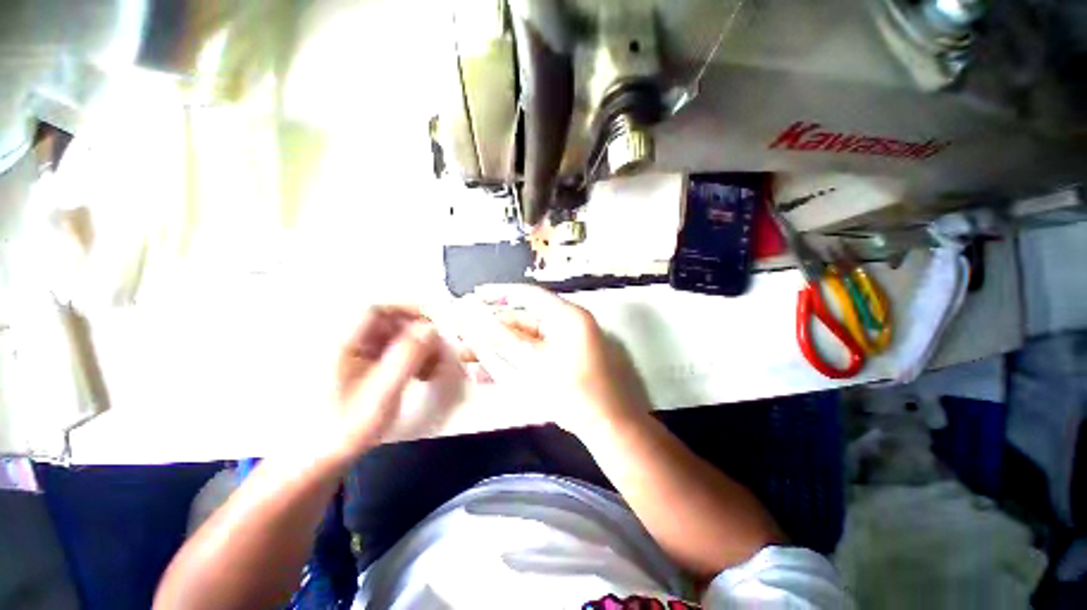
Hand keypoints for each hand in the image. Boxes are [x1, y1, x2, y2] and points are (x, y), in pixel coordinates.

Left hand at [330, 307, 440, 459]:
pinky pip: (392, 353)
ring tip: (432, 370)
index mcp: (343, 343)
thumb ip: (406, 358)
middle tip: (439, 354)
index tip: (435, 324)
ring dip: (419, 348)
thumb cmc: (344, 429)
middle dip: (419, 335)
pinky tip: (421, 375)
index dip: (409, 310)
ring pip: (394, 338)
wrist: (314, 462)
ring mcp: (354, 356)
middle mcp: (347, 343)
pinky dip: (411, 359)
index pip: (377, 309)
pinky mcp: (361, 368)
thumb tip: (431, 328)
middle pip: (390, 323)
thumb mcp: (381, 394)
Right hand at [458, 285, 650, 436]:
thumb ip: (506, 339)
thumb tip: (478, 320)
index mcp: (568, 317)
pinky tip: (484, 373)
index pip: (529, 295)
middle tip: (463, 333)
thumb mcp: (536, 363)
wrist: (609, 427)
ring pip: (524, 341)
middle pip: (523, 320)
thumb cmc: (575, 392)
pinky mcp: (561, 363)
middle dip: (492, 328)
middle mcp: (567, 325)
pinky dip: (511, 362)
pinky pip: (532, 357)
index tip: (476, 294)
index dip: (500, 293)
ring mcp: (565, 345)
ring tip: (465, 354)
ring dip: (497, 347)